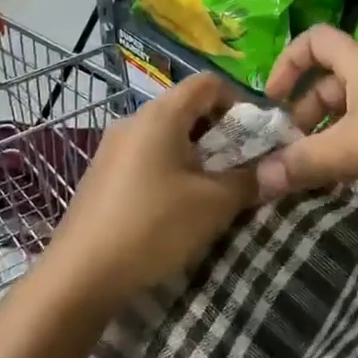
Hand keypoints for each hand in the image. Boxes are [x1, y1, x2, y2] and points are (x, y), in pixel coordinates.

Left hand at [49, 74, 257, 308]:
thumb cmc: (153, 226)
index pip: (208, 83)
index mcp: (160, 114)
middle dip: (219, 134)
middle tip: (239, 169)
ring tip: (211, 193)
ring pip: (166, 136)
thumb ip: (249, 180)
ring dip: (195, 156)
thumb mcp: (213, 205)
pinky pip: (146, 158)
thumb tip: (277, 170)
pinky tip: (174, 208)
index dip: (238, 102)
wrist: (80, 275)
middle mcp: (133, 120)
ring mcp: (112, 148)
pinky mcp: (101, 175)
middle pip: (186, 108)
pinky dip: (169, 170)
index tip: (255, 138)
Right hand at [257, 25, 357, 212]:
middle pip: (325, 83)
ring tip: (305, 174)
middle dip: (301, 114)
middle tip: (287, 150)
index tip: (273, 99)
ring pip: (343, 115)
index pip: (315, 40)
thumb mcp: (353, 149)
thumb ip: (304, 162)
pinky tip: (333, 183)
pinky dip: (344, 154)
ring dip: (321, 140)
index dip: (288, 62)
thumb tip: (258, 180)